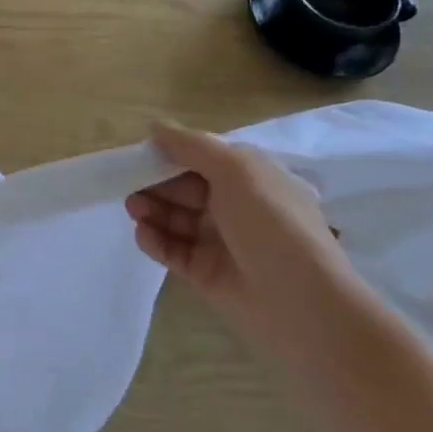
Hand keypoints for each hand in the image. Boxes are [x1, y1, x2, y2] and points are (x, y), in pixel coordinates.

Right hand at [125, 121, 355, 340]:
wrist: (302, 305)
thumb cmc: (273, 225)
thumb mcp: (237, 171)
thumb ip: (192, 146)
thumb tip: (155, 126)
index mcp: (250, 178)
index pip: (202, 158)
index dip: (171, 154)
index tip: (142, 154)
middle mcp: (236, 206)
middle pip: (185, 187)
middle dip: (156, 183)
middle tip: (130, 185)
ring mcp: (221, 241)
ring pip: (176, 218)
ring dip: (152, 210)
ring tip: (133, 210)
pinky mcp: (206, 273)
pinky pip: (173, 250)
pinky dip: (156, 240)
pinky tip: (143, 234)